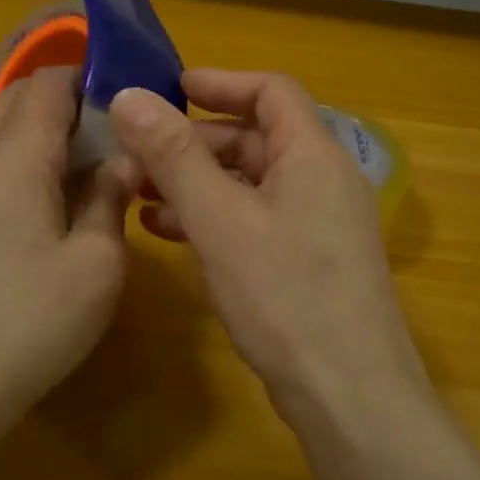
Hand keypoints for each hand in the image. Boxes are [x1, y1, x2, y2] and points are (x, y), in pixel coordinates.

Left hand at [0, 67, 132, 407]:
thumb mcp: (98, 262)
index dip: (85, 76)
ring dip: (18, 115)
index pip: (48, 84)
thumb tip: (122, 161)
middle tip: (104, 127)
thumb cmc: (35, 317)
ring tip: (58, 141)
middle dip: (58, 96)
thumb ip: (110, 200)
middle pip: (12, 95)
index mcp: (22, 154)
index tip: (122, 95)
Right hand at [108, 69, 426, 416]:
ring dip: (199, 182)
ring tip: (141, 196)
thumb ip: (174, 156)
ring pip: (252, 183)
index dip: (221, 82)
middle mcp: (324, 180)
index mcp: (314, 155)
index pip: (272, 91)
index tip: (170, 89)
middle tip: (141, 154)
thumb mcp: (220, 220)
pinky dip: (215, 217)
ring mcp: (320, 225)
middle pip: (258, 137)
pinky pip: (257, 220)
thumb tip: (129, 97)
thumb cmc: (286, 296)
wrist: (349, 396)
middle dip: (196, 141)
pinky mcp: (310, 262)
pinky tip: (171, 235)